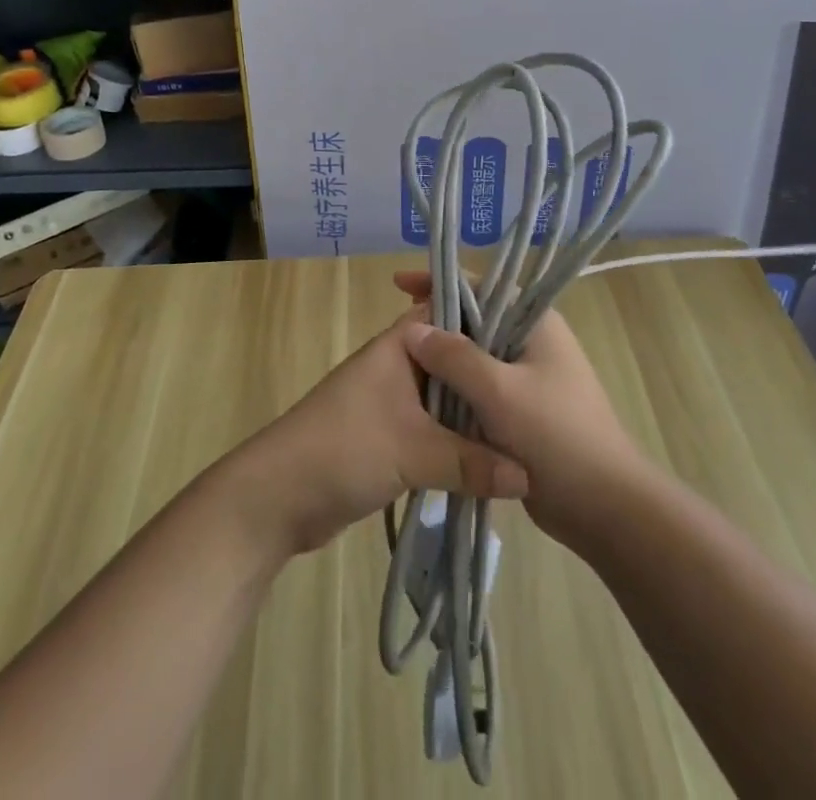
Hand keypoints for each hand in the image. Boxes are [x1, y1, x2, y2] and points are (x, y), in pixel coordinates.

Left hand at [229, 308, 529, 558]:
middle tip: (539, 391)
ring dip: (475, 414)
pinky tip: (492, 458)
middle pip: (454, 361)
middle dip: (489, 376)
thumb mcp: (414, 451)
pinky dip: (458, 440)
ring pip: (446, 398)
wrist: (276, 498)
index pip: (453, 316)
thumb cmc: (343, 449)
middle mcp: (399, 365)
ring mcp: (392, 402)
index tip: (533, 342)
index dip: (491, 323)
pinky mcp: (389, 437)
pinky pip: (434, 429)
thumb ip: (472, 462)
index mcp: (401, 345)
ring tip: (526, 427)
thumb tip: (529, 477)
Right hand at [391, 272, 644, 550]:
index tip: (400, 285)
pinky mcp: (525, 410)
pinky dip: (457, 390)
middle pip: (477, 320)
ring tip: (402, 364)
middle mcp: (533, 341)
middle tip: (395, 332)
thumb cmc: (554, 435)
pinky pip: (483, 388)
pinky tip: (427, 400)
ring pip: (477, 357)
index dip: (440, 283)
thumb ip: (455, 357)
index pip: (481, 286)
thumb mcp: (499, 392)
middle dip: (437, 324)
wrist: (604, 505)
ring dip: (445, 360)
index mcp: (535, 322)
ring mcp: (530, 377)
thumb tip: (414, 328)